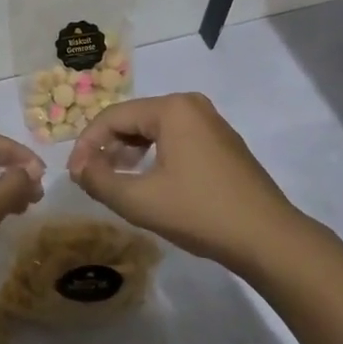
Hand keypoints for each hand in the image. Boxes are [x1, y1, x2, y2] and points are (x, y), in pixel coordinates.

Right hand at [68, 93, 302, 272]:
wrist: (269, 238)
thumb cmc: (201, 213)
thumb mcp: (141, 201)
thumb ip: (100, 181)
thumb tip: (78, 167)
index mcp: (171, 108)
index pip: (113, 116)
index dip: (87, 144)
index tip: (73, 175)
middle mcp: (191, 104)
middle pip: (134, 119)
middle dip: (108, 147)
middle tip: (91, 177)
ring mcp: (211, 122)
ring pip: (155, 129)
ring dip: (130, 152)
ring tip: (115, 180)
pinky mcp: (223, 142)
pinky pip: (176, 139)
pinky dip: (155, 155)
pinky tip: (149, 181)